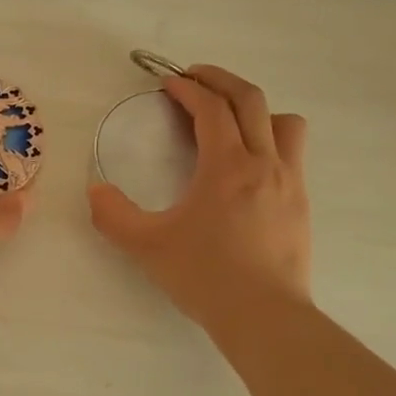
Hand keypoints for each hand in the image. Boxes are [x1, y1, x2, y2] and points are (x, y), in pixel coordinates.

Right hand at [87, 64, 310, 329]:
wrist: (264, 316)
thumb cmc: (205, 276)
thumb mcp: (146, 246)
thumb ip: (113, 215)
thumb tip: (95, 191)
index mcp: (227, 166)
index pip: (211, 108)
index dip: (188, 89)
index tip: (168, 83)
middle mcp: (264, 163)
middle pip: (251, 100)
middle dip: (220, 80)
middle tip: (194, 79)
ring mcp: (290, 182)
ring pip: (284, 122)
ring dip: (255, 109)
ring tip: (229, 121)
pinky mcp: (300, 204)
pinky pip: (292, 153)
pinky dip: (269, 140)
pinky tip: (247, 167)